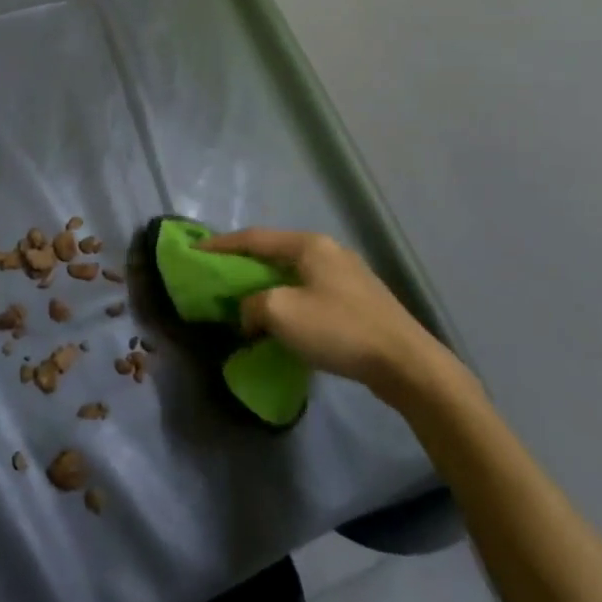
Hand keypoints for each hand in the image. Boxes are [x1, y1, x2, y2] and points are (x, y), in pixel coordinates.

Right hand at [201, 228, 468, 399]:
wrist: (406, 364)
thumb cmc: (338, 329)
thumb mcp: (281, 313)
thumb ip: (252, 305)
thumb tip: (251, 313)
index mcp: (309, 245)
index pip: (253, 238)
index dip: (221, 244)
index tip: (194, 251)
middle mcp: (329, 251)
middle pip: (275, 252)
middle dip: (244, 264)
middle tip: (219, 277)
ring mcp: (348, 276)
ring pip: (294, 274)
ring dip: (267, 286)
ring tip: (247, 301)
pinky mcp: (360, 301)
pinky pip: (311, 293)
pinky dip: (289, 301)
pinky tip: (284, 321)